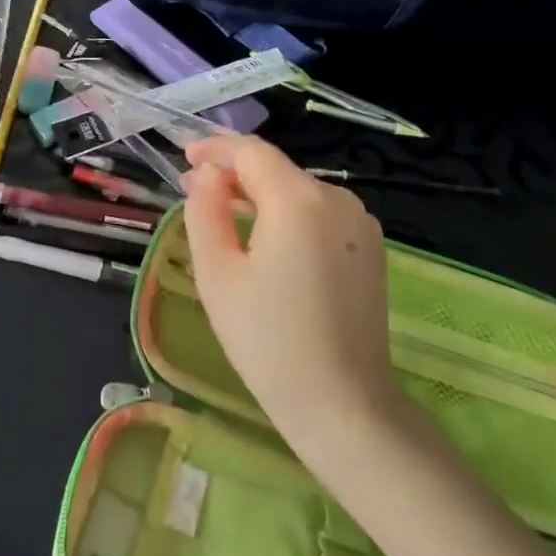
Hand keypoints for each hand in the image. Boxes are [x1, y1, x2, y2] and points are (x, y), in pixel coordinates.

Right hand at [180, 135, 400, 444]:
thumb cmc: (268, 339)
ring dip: (259, 193)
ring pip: (297, 190)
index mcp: (298, 199)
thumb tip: (210, 176)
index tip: (185, 158)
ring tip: (224, 212)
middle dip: (233, 172)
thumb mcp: (217, 272)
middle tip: (195, 189)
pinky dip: (287, 213)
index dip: (215, 149)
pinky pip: (319, 213)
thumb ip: (205, 210)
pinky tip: (265, 236)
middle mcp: (337, 199)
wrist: (344, 406)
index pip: (251, 152)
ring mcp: (361, 223)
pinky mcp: (370, 248)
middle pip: (276, 168)